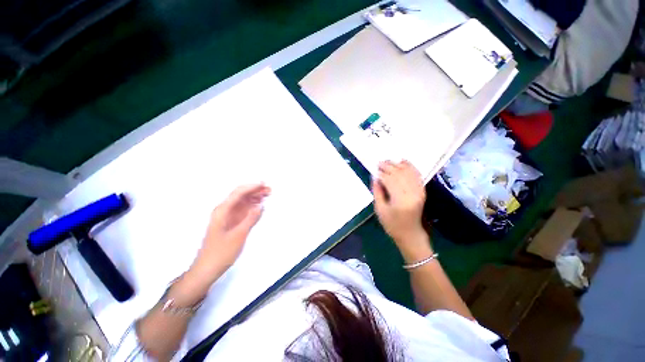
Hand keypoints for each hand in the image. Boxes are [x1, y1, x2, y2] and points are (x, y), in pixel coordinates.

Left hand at [190, 184, 270, 284]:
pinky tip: (259, 205)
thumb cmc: (221, 253)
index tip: (264, 184)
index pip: (238, 193)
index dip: (251, 187)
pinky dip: (252, 206)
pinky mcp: (231, 222)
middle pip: (240, 195)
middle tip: (269, 189)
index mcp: (222, 211)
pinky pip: (243, 210)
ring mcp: (227, 216)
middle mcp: (224, 210)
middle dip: (254, 190)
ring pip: (242, 202)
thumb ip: (250, 219)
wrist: (207, 269)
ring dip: (254, 197)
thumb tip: (261, 205)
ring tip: (267, 195)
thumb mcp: (238, 235)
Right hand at [372, 161, 431, 259]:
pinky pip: (417, 175)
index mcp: (400, 200)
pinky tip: (404, 161)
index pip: (390, 181)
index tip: (375, 169)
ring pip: (408, 173)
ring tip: (388, 161)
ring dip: (398, 165)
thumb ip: (377, 192)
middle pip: (399, 174)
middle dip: (388, 166)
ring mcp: (419, 192)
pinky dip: (410, 167)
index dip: (382, 173)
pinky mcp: (422, 191)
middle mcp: (412, 194)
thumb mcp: (379, 209)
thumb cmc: (392, 224)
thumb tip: (375, 177)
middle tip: (379, 162)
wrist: (410, 233)